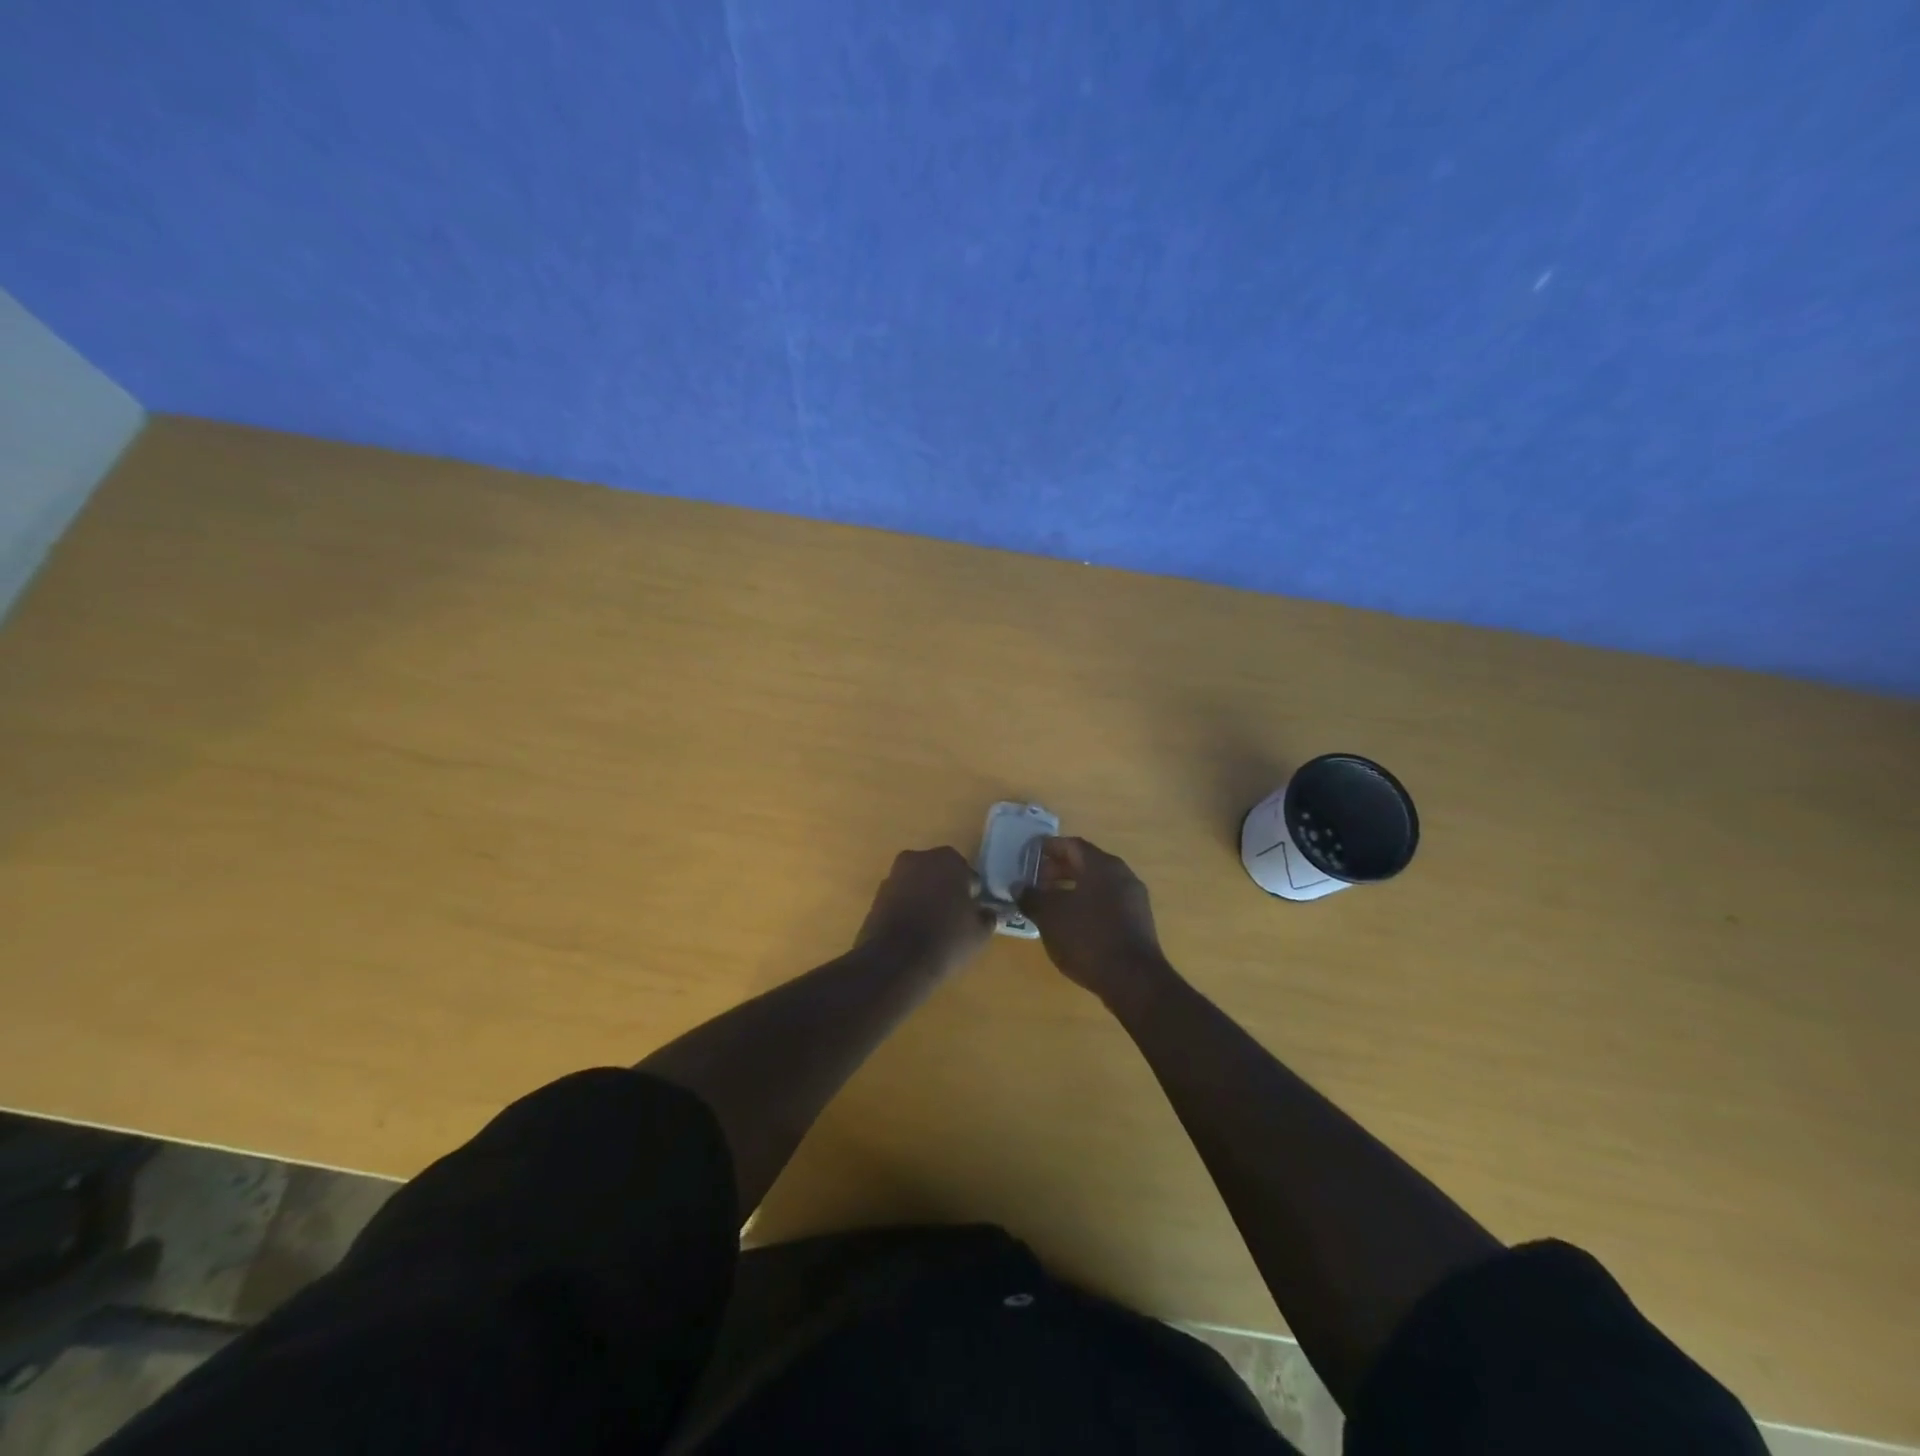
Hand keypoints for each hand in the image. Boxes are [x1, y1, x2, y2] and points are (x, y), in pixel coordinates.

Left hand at [855, 847, 993, 976]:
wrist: (896, 961)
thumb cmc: (947, 939)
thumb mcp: (980, 932)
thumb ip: (987, 916)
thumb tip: (985, 913)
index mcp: (948, 859)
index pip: (967, 874)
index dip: (971, 895)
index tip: (971, 913)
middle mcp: (918, 858)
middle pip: (939, 874)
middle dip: (945, 890)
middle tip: (953, 918)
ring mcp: (894, 876)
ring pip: (917, 885)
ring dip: (924, 898)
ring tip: (932, 928)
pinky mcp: (877, 896)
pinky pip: (900, 898)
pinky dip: (907, 909)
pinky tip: (912, 932)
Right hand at [1020, 837, 1172, 1007]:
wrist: (1133, 979)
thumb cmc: (1087, 938)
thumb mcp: (1050, 916)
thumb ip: (1032, 897)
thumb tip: (1019, 887)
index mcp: (1101, 865)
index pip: (1072, 845)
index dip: (1049, 847)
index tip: (1030, 854)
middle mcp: (1121, 874)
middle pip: (1086, 863)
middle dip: (1059, 869)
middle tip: (1036, 880)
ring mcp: (1133, 898)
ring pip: (1098, 884)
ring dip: (1073, 888)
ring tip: (1050, 903)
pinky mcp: (1138, 921)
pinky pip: (1108, 901)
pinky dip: (1087, 903)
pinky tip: (1072, 922)